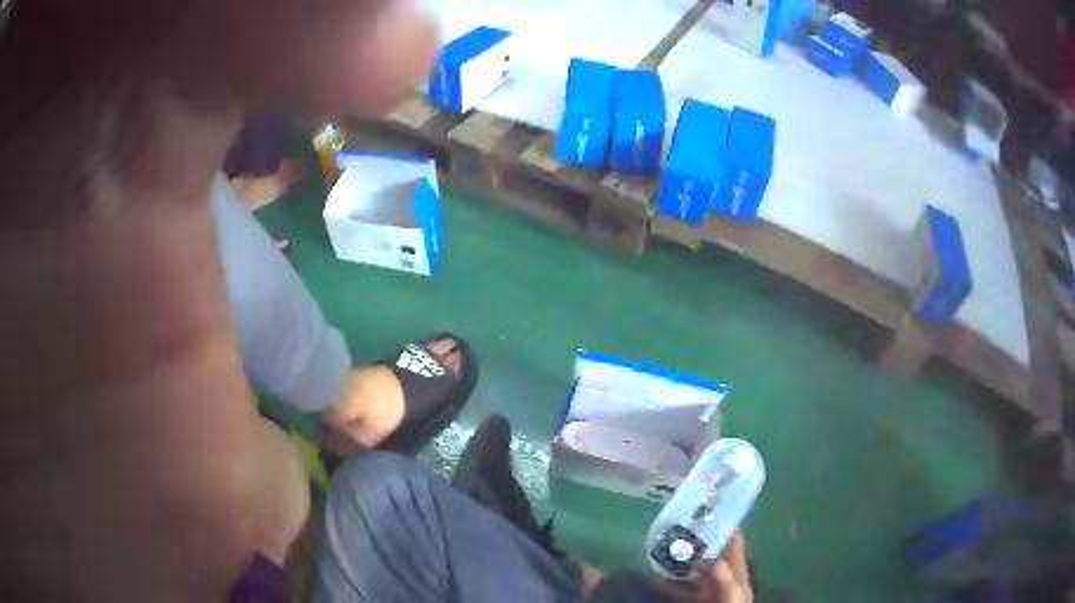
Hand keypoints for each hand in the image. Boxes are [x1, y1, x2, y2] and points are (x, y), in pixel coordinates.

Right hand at [663, 532, 752, 602]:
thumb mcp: (731, 592)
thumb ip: (722, 575)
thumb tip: (704, 556)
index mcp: (738, 571)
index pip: (734, 542)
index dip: (724, 525)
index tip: (706, 511)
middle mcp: (723, 578)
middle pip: (710, 555)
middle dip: (695, 543)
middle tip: (675, 530)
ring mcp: (708, 591)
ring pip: (693, 572)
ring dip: (680, 563)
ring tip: (662, 552)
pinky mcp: (695, 602)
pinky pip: (681, 590)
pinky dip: (670, 584)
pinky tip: (658, 580)